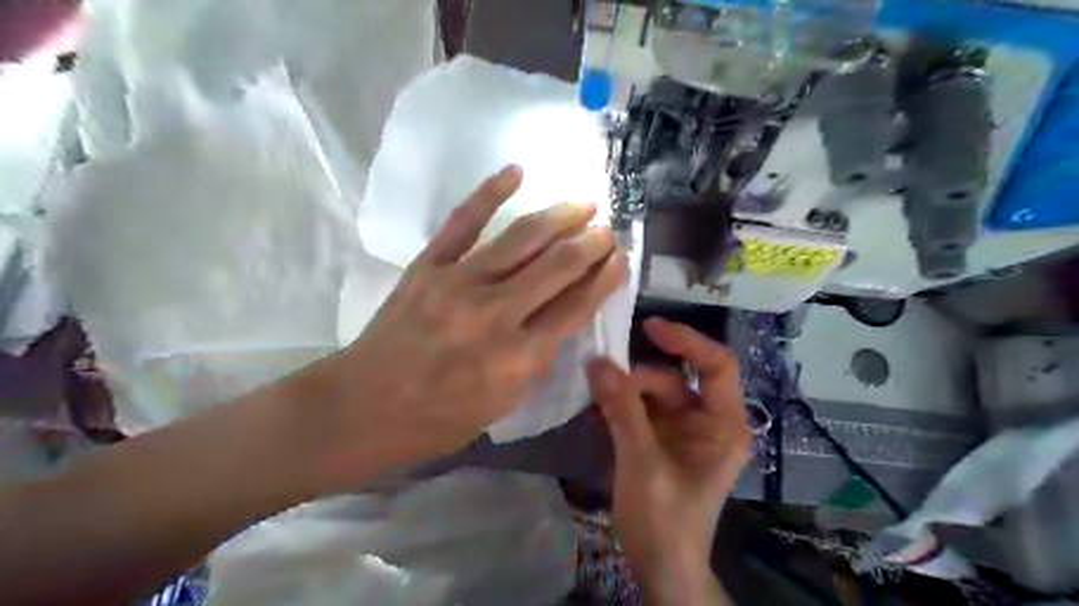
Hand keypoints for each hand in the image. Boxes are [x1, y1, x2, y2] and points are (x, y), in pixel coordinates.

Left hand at [306, 163, 633, 486]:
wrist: (364, 407)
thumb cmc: (438, 419)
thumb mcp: (503, 406)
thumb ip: (535, 361)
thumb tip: (559, 318)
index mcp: (518, 357)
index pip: (576, 306)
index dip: (604, 278)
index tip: (621, 258)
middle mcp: (496, 314)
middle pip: (557, 265)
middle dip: (590, 243)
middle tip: (607, 229)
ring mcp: (460, 283)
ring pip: (521, 238)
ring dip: (559, 216)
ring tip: (584, 203)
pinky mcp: (428, 266)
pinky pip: (464, 221)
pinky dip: (491, 192)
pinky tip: (516, 171)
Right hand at [587, 320, 748, 602]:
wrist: (660, 568)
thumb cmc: (664, 520)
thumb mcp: (643, 463)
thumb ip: (622, 410)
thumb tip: (598, 363)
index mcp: (723, 425)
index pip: (717, 366)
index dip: (688, 340)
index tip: (650, 327)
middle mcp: (707, 422)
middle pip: (675, 380)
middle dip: (639, 380)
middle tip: (601, 382)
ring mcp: (682, 432)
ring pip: (653, 395)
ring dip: (623, 393)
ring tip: (592, 397)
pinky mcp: (660, 441)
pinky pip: (640, 411)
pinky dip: (618, 407)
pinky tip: (594, 410)